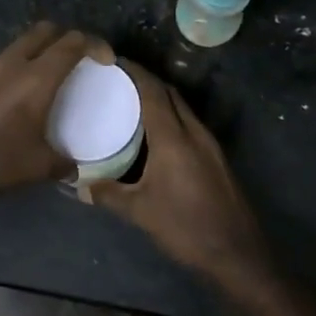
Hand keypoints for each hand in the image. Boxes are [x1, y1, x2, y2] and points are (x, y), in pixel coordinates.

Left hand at [0, 22, 101, 202]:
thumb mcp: (38, 168)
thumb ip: (64, 163)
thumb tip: (75, 167)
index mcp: (36, 78)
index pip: (72, 43)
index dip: (95, 45)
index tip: (106, 60)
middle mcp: (12, 63)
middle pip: (44, 31)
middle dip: (66, 38)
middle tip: (78, 60)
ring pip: (20, 44)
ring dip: (38, 51)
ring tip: (47, 78)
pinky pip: (1, 63)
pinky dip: (16, 68)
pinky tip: (15, 97)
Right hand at [91, 61, 272, 286]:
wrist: (236, 253)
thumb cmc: (185, 227)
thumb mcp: (140, 212)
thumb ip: (108, 195)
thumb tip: (79, 186)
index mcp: (174, 138)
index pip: (154, 92)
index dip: (135, 73)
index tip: (115, 62)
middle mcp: (194, 132)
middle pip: (171, 94)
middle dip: (147, 81)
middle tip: (119, 80)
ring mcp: (210, 144)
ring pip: (183, 108)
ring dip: (161, 99)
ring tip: (133, 102)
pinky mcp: (216, 157)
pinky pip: (190, 124)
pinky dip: (172, 117)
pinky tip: (157, 134)